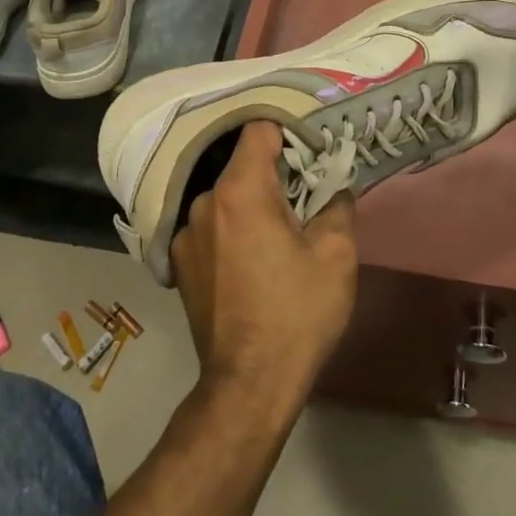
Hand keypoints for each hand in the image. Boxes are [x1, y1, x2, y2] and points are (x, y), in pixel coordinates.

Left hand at [172, 121, 357, 415]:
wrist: (249, 385)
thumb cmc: (297, 313)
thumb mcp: (336, 254)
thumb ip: (336, 202)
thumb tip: (333, 185)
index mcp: (240, 190)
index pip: (259, 130)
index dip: (289, 133)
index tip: (311, 152)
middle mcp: (204, 202)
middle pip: (242, 165)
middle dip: (274, 175)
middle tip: (304, 198)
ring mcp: (185, 233)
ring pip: (227, 198)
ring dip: (252, 205)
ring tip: (278, 237)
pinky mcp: (179, 263)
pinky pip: (212, 227)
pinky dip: (232, 230)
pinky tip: (251, 263)